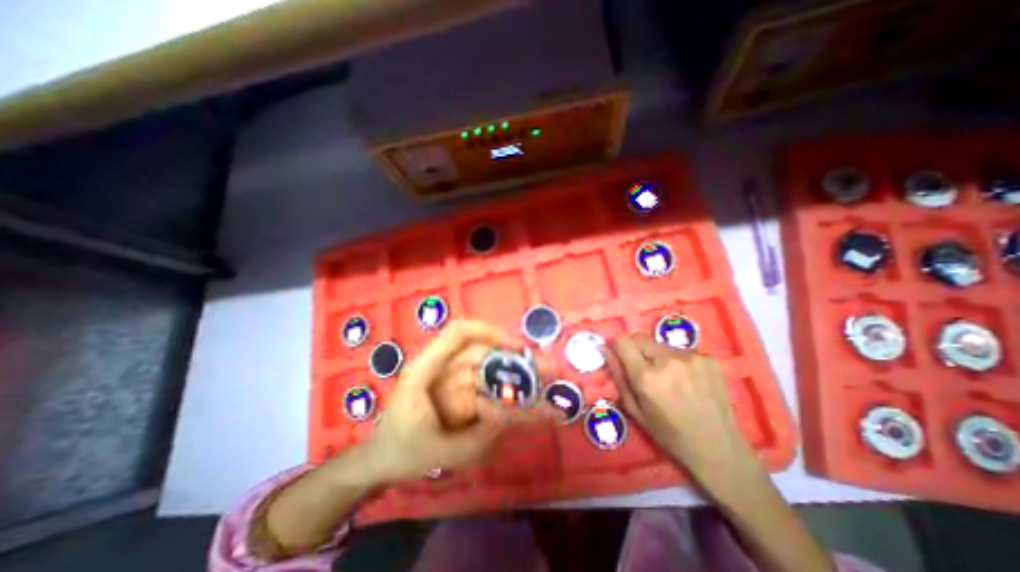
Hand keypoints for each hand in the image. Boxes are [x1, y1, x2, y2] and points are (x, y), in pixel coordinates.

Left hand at [365, 319, 549, 483]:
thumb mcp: (447, 452)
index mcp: (426, 370)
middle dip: (517, 359)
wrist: (384, 461)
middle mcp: (442, 367)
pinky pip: (487, 384)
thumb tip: (516, 408)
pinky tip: (528, 398)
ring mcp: (451, 377)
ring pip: (488, 368)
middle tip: (549, 370)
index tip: (518, 348)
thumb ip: (484, 432)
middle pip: (483, 352)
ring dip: (516, 374)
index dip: (490, 332)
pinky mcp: (460, 389)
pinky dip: (508, 389)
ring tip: (546, 384)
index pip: (459, 333)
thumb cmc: (406, 453)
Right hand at [599, 336, 759, 477]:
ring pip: (661, 344)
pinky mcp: (709, 358)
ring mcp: (691, 357)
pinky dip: (678, 360)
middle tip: (645, 370)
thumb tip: (605, 349)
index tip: (621, 357)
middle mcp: (668, 360)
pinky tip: (688, 380)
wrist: (718, 447)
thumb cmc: (669, 433)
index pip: (623, 341)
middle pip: (640, 338)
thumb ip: (618, 375)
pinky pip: (681, 351)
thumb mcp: (634, 409)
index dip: (619, 347)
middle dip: (637, 350)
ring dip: (658, 355)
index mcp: (647, 377)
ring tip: (669, 378)